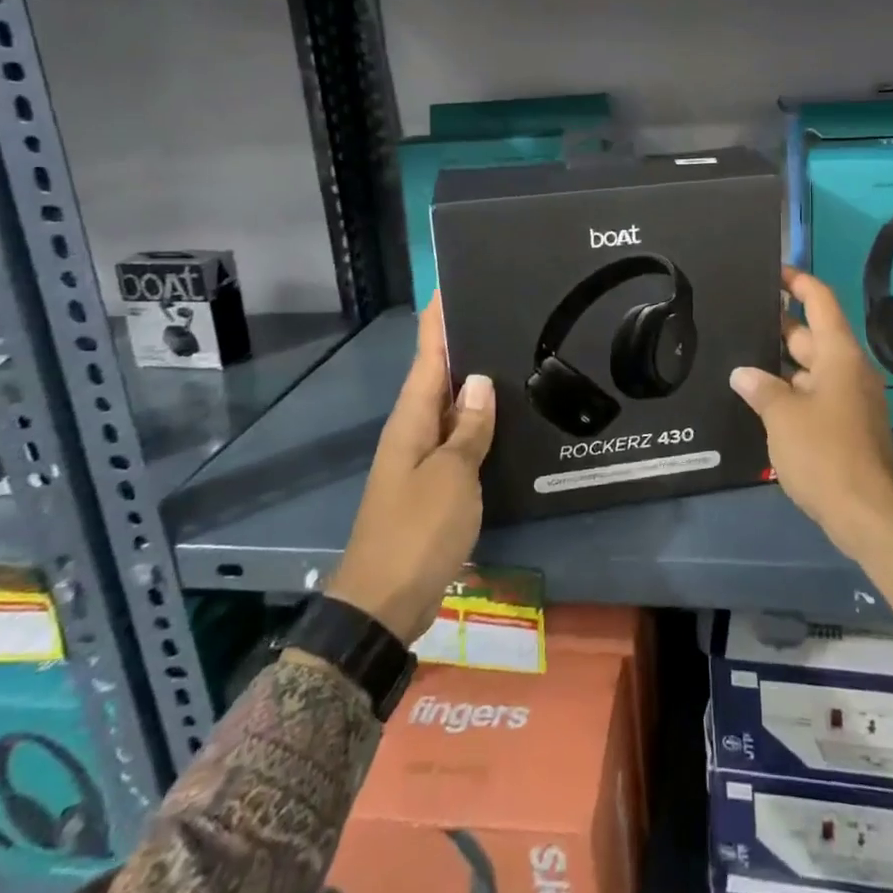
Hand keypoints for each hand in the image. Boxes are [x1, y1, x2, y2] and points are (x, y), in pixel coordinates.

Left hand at [324, 296, 494, 643]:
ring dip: (472, 385)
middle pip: (438, 378)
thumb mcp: (451, 476)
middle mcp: (413, 433)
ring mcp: (422, 461)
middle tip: (498, 313)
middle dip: (461, 345)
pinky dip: (477, 423)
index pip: (426, 357)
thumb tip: (478, 380)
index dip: (437, 323)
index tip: (449, 287)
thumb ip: (468, 428)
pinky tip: (503, 419)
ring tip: (509, 355)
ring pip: (450, 409)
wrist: (383, 604)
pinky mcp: (434, 487)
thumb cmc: (417, 531)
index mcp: (411, 421)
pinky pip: (458, 440)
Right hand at [730, 268, 892, 603]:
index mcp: (838, 355)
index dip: (798, 282)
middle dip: (777, 326)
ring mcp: (850, 398)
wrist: (867, 514)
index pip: (820, 302)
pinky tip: (759, 396)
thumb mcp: (783, 416)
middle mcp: (848, 369)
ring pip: (810, 367)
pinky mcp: (846, 424)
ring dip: (780, 363)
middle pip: (811, 334)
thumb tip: (743, 374)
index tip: (772, 271)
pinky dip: (790, 389)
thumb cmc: (825, 454)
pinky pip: (814, 393)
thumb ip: (760, 388)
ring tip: (739, 355)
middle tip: (738, 317)